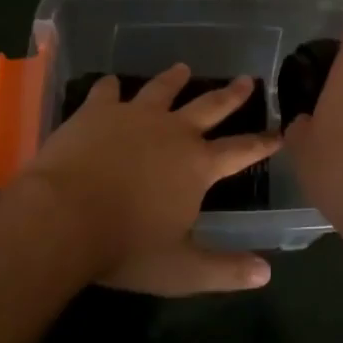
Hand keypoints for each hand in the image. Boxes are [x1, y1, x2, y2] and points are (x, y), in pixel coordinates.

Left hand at [19, 64, 280, 295]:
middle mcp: (173, 131)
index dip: (263, 143)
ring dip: (174, 79)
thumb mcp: (180, 270)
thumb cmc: (125, 247)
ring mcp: (134, 115)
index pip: (241, 150)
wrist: (62, 217)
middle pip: (210, 106)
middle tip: (246, 80)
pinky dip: (111, 87)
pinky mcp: (97, 111)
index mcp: (197, 165)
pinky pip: (108, 91)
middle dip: (231, 95)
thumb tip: (266, 273)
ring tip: (183, 68)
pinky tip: (111, 83)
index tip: (279, 132)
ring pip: (162, 89)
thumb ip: (224, 269)